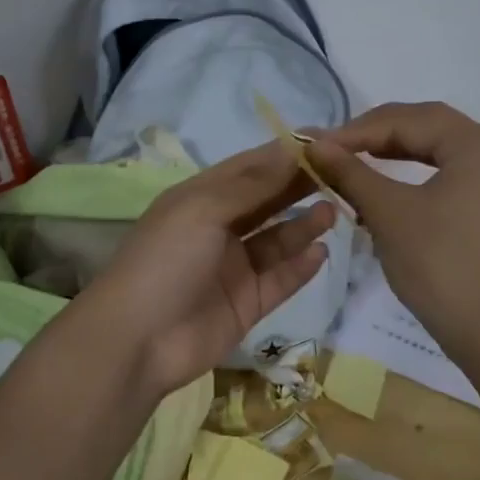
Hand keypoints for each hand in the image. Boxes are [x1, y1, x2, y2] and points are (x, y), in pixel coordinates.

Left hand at [72, 142, 337, 400]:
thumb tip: (293, 149)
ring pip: (277, 240)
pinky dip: (300, 266)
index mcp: (200, 198)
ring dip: (303, 225)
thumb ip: (252, 184)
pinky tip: (321, 252)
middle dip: (300, 186)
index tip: (326, 139)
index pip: (249, 167)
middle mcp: (218, 228)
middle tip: (341, 172)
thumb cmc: (165, 260)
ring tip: (333, 213)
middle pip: (266, 201)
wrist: (137, 340)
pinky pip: (280, 279)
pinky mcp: (246, 303)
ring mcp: (233, 267)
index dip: (285, 154)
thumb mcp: (203, 209)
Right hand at [310, 102, 479, 358]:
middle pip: (426, 126)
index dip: (356, 130)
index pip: (407, 120)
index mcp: (478, 143)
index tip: (316, 145)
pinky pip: (448, 170)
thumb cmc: (440, 264)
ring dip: (393, 151)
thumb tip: (312, 144)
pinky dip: (414, 171)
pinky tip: (384, 182)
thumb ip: (350, 171)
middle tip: (332, 148)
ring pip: (437, 148)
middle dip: (375, 134)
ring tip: (352, 160)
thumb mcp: (388, 212)